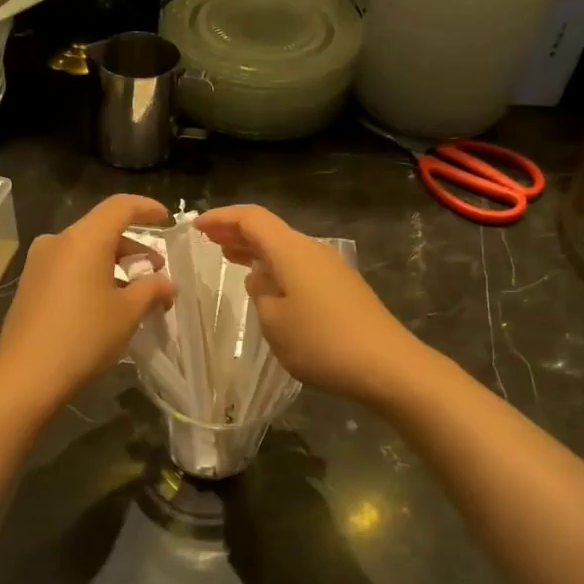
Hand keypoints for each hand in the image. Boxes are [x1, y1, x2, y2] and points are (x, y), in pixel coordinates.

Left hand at [0, 195, 174, 410]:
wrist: (27, 375)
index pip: (120, 206)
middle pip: (102, 229)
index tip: (166, 219)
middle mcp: (58, 241)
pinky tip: (107, 301)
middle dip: (134, 245)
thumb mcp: (128, 312)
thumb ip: (152, 289)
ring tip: (136, 290)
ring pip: (85, 249)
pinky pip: (69, 266)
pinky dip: (92, 273)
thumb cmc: (85, 336)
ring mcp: (39, 262)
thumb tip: (167, 284)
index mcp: (84, 239)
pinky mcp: (30, 284)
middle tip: (157, 270)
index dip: (146, 208)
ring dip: (114, 262)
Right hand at [193, 205, 425, 403]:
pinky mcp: (341, 287)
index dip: (222, 218)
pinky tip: (266, 283)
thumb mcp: (275, 321)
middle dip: (237, 232)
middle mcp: (312, 250)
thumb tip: (260, 277)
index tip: (197, 226)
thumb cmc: (321, 341)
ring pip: (284, 249)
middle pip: (269, 230)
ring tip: (229, 256)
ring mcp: (330, 268)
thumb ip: (260, 292)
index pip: (252, 219)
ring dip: (256, 250)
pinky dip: (275, 266)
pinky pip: (299, 266)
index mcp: (292, 250)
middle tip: (208, 240)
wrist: (386, 365)